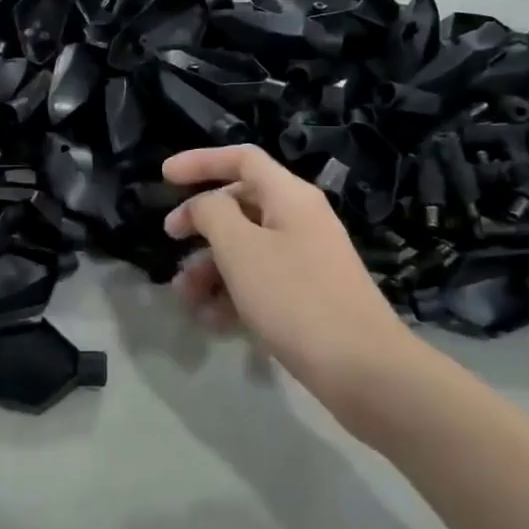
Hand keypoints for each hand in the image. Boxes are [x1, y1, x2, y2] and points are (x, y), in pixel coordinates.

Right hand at [162, 145, 412, 407]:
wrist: (363, 369)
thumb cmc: (295, 298)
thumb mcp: (241, 249)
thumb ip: (212, 214)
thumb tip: (204, 205)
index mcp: (290, 196)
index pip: (242, 159)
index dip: (201, 161)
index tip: (164, 177)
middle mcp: (300, 220)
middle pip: (241, 205)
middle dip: (201, 224)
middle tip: (171, 241)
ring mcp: (306, 259)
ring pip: (246, 248)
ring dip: (211, 267)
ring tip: (186, 298)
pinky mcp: (307, 295)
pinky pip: (260, 281)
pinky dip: (233, 294)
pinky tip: (212, 322)